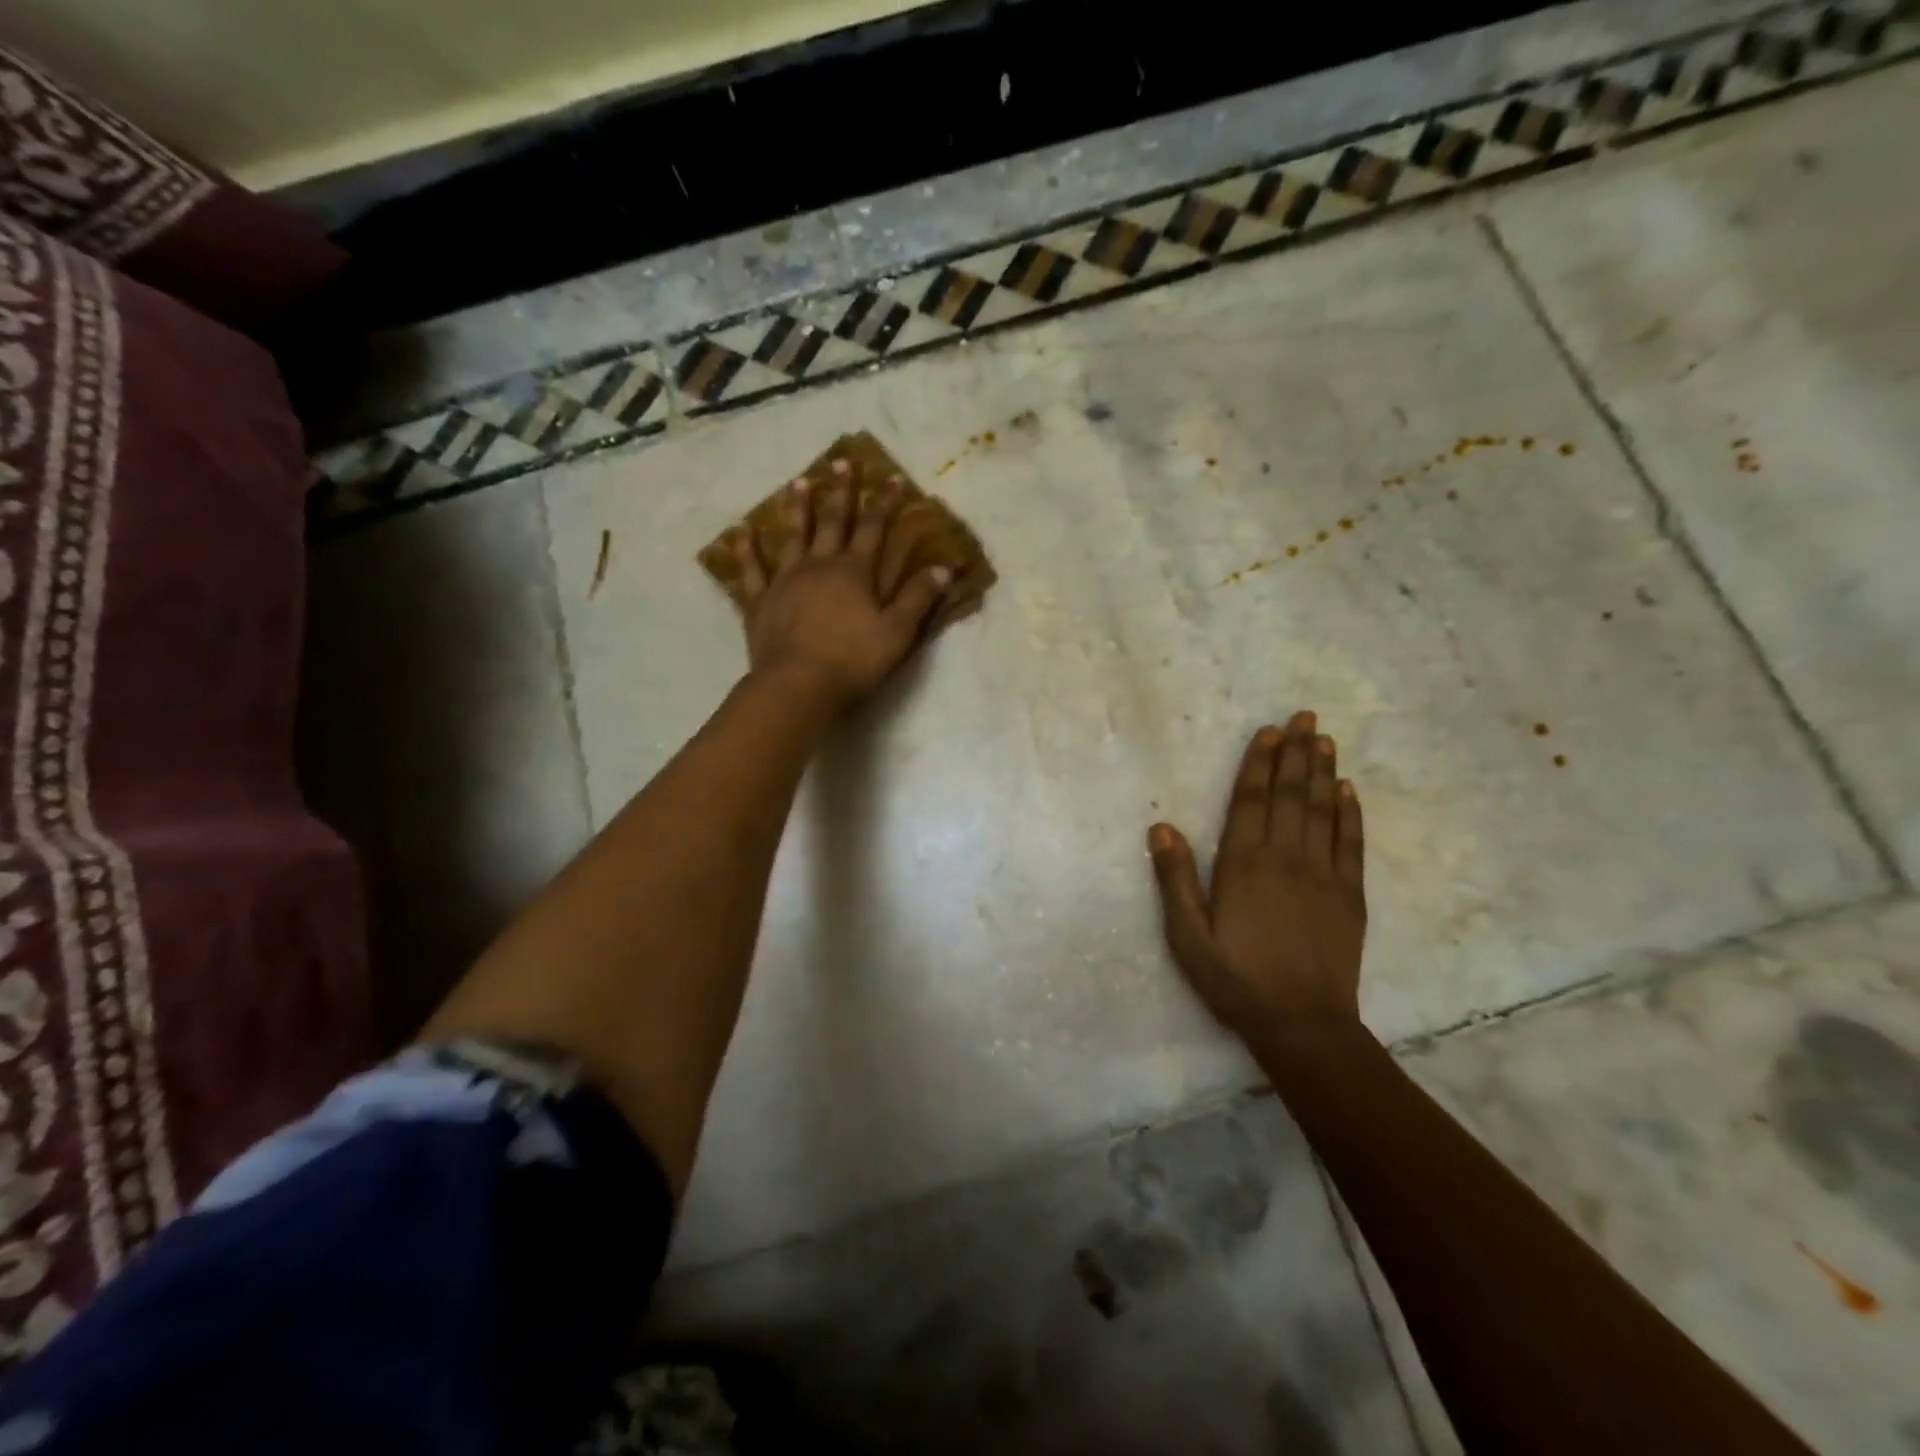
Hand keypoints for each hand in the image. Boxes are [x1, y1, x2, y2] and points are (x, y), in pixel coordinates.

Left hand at [718, 465, 949, 709]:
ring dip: (796, 508)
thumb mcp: (897, 632)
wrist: (798, 685)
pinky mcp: (760, 601)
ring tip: (798, 482)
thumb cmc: (853, 661)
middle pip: (832, 522)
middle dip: (840, 492)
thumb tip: (942, 568)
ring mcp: (785, 580)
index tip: (891, 476)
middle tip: (841, 462)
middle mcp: (819, 566)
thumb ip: (918, 599)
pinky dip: (746, 549)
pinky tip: (741, 530)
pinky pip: (751, 569)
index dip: (884, 503)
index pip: (874, 529)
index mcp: (854, 572)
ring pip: (792, 536)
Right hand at [1148, 711, 1366, 1035]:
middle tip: (1304, 717)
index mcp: (1244, 864)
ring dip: (1323, 772)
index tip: (1268, 731)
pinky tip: (1349, 791)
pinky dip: (1351, 813)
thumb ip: (1175, 879)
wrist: (1302, 1024)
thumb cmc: (1235, 979)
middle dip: (1295, 752)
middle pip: (1290, 794)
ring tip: (1324, 739)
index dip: (1258, 763)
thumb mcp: (1187, 935)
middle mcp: (1286, 857)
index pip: (1250, 800)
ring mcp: (1323, 874)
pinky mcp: (1350, 895)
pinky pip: (1351, 843)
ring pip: (1323, 810)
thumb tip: (1161, 827)